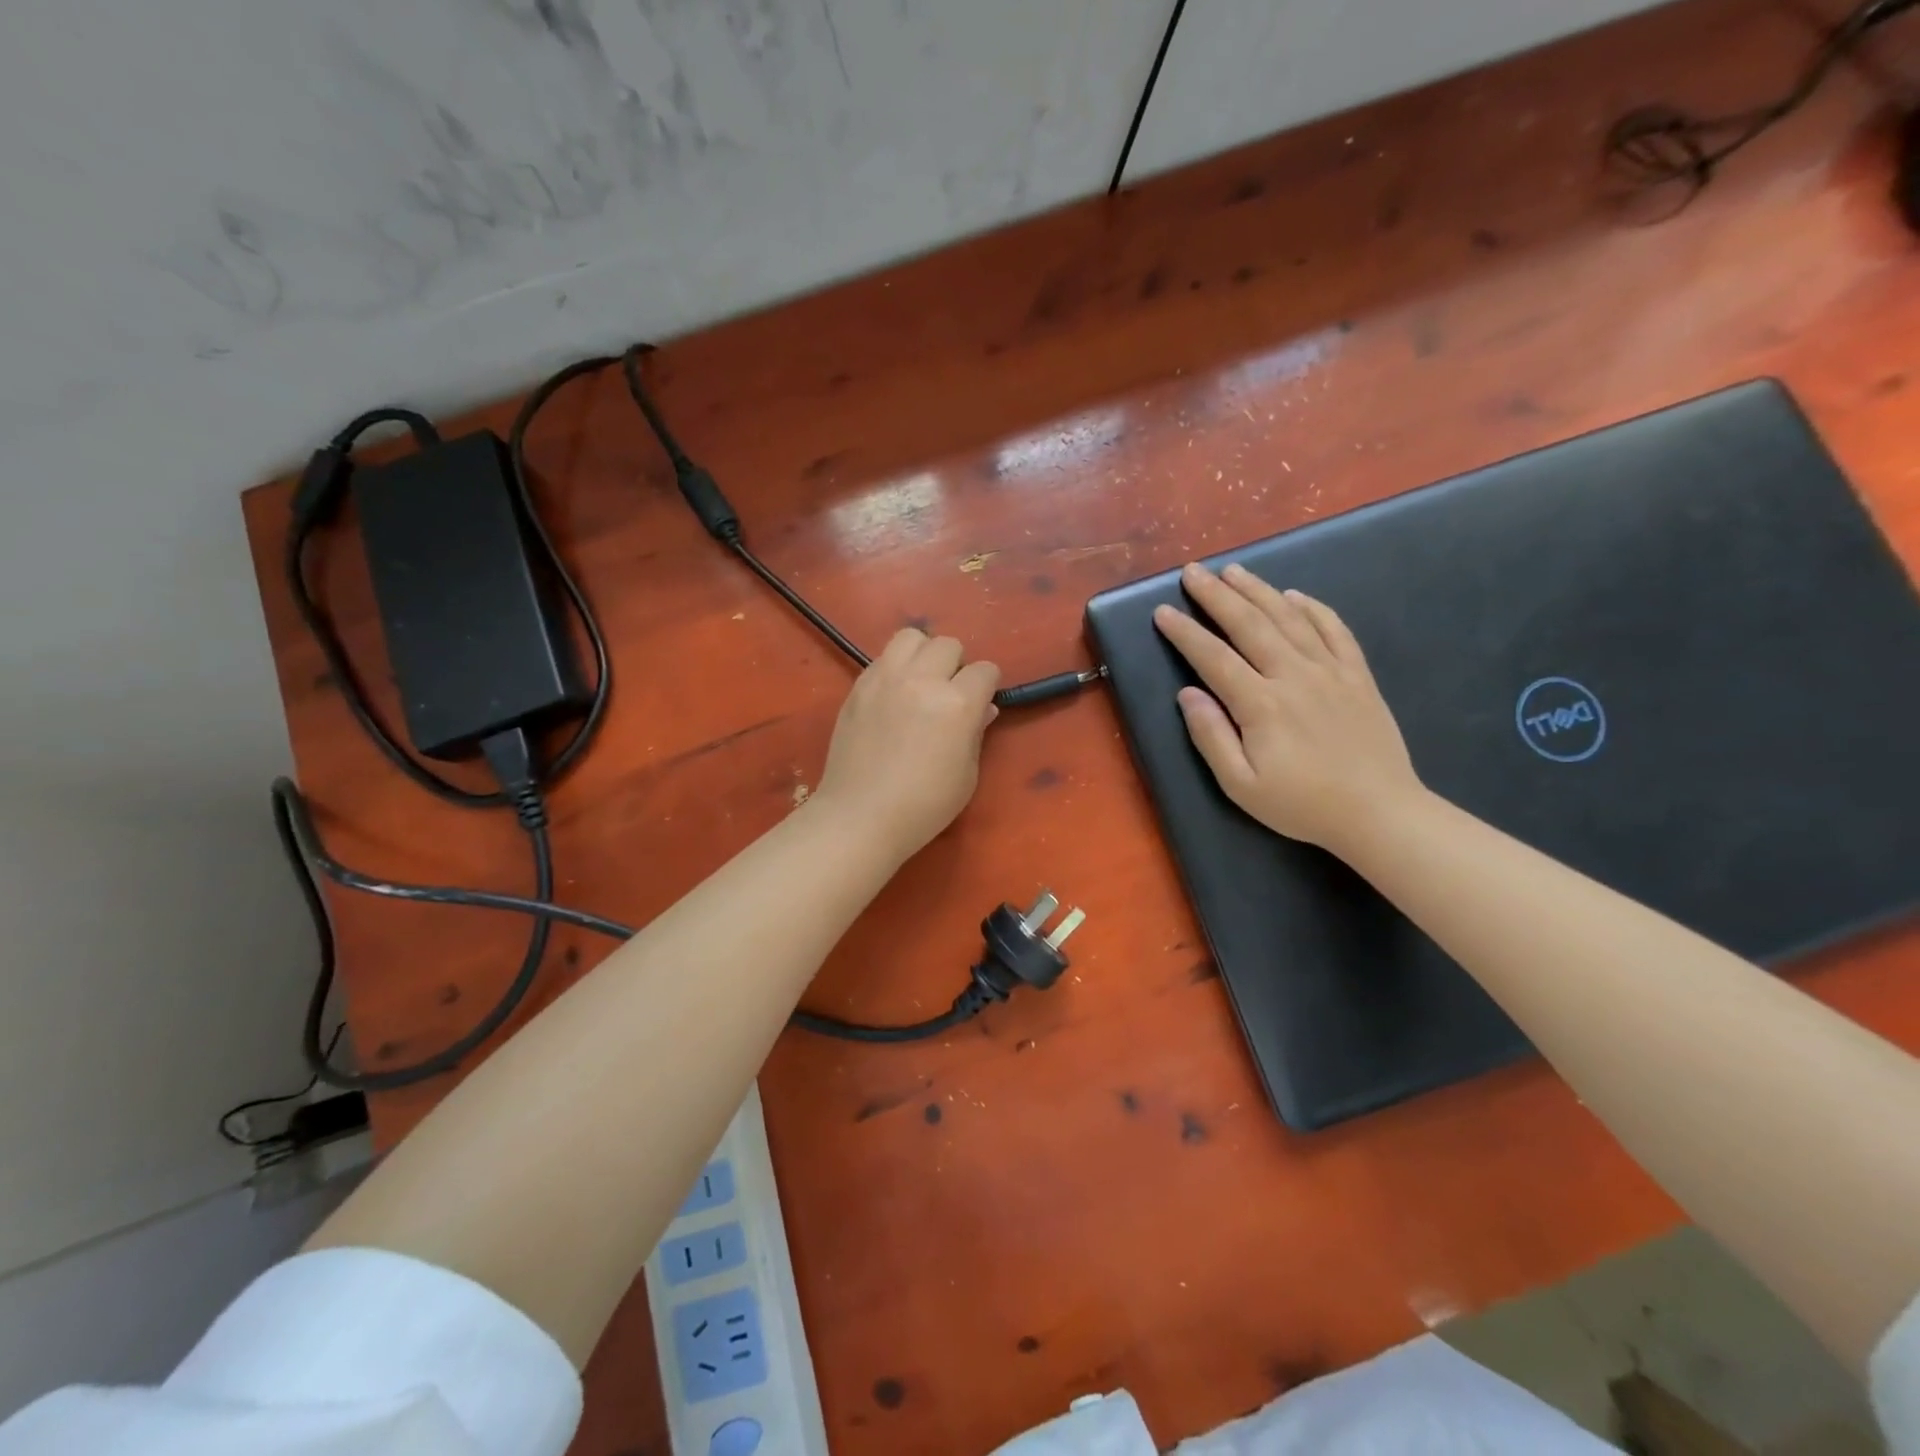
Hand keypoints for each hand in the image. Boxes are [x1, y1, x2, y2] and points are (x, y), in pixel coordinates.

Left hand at [813, 629, 1000, 862]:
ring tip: (920, 682)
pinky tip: (893, 696)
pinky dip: (895, 668)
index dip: (987, 685)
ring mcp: (885, 679)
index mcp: (957, 704)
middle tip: (949, 694)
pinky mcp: (858, 687)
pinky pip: (882, 658)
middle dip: (956, 665)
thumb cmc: (924, 806)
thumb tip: (983, 708)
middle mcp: (922, 680)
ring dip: (923, 654)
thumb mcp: (967, 775)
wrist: (860, 816)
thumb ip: (976, 733)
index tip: (981, 702)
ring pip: (911, 637)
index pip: (985, 670)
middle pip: (948, 644)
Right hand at [1153, 562, 1421, 853]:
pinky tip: (1295, 595)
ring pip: (1289, 618)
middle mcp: (1294, 676)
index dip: (1185, 633)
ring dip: (1259, 590)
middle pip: (1249, 625)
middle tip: (1193, 572)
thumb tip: (1187, 694)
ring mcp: (1330, 671)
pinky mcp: (1357, 675)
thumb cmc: (1302, 805)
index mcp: (1261, 705)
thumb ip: (1211, 737)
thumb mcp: (1241, 785)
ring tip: (1234, 571)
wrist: (1380, 813)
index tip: (1163, 612)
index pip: (1213, 658)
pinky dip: (1313, 607)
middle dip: (1217, 595)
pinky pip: (1334, 629)